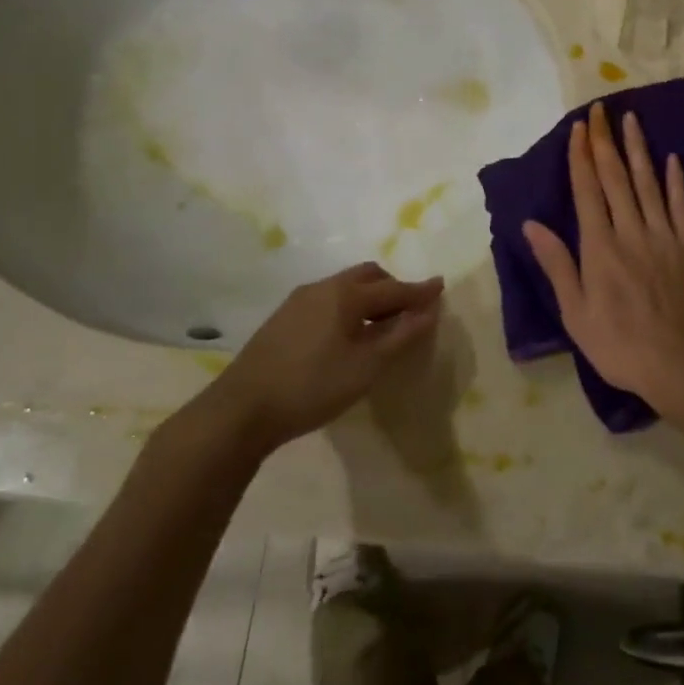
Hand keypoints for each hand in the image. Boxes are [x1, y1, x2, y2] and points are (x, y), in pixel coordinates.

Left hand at [204, 264, 443, 454]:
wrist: (242, 408)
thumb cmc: (313, 387)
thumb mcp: (366, 367)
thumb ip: (401, 336)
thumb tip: (429, 310)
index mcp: (346, 295)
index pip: (393, 288)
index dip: (420, 290)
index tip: (441, 286)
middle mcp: (323, 287)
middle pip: (367, 276)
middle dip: (393, 287)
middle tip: (409, 311)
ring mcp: (299, 300)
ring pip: (344, 286)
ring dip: (369, 296)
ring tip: (380, 324)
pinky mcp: (283, 317)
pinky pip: (327, 298)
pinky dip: (348, 306)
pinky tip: (347, 334)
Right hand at [522, 101, 683, 408]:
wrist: (681, 366)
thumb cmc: (618, 345)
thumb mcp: (575, 313)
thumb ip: (557, 265)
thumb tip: (531, 224)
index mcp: (600, 247)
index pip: (587, 191)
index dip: (581, 157)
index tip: (579, 127)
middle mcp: (631, 232)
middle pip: (616, 178)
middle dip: (605, 142)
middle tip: (602, 110)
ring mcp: (664, 237)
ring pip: (649, 184)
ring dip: (639, 150)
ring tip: (632, 120)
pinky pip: (681, 207)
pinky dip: (675, 182)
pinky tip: (673, 159)